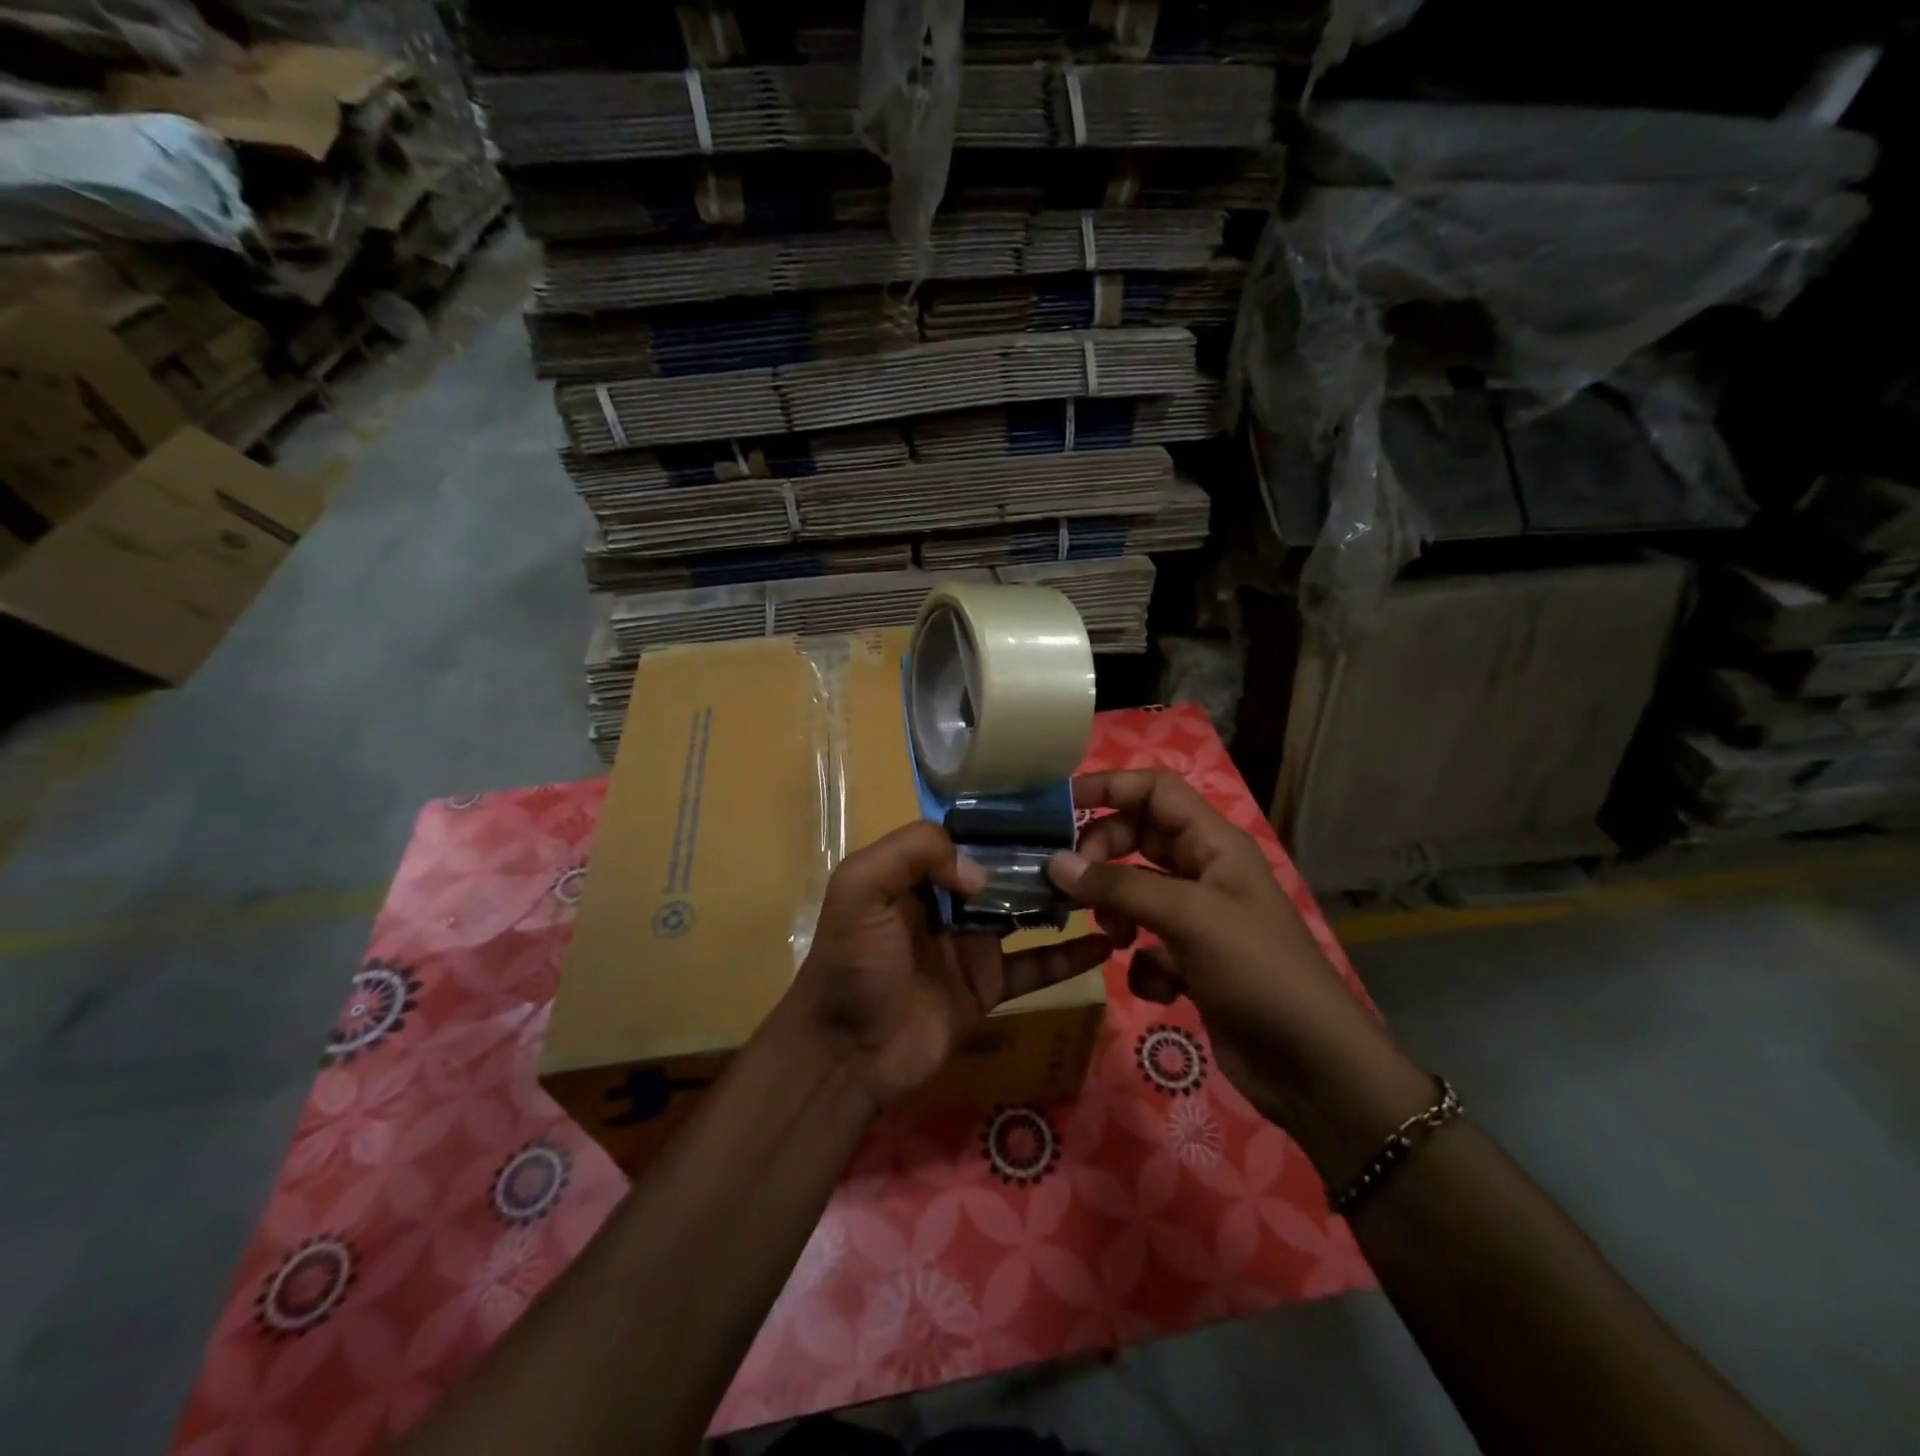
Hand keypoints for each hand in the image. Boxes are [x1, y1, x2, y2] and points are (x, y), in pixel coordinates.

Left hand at [783, 821, 1111, 1108]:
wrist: (847, 1052)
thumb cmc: (852, 962)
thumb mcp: (861, 887)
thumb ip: (914, 852)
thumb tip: (982, 870)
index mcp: (917, 872)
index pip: (968, 836)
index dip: (1004, 823)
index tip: (1051, 812)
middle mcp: (948, 901)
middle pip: (1003, 871)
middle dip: (1042, 858)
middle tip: (1095, 847)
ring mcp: (972, 944)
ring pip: (1025, 913)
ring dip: (1062, 901)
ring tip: (1110, 884)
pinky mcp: (989, 985)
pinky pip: (1036, 967)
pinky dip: (1069, 957)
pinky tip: (1104, 944)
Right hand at [1047, 771, 1428, 1179]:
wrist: (1311, 1066)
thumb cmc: (1257, 971)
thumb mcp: (1188, 917)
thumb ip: (1118, 887)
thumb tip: (1054, 862)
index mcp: (1214, 844)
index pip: (1156, 790)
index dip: (1110, 786)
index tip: (1061, 803)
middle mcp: (1204, 872)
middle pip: (1138, 838)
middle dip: (1103, 855)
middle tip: (1074, 882)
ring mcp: (1197, 919)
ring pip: (1135, 892)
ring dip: (1116, 910)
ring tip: (1114, 937)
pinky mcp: (1190, 962)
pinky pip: (1147, 943)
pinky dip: (1142, 961)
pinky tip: (1158, 986)